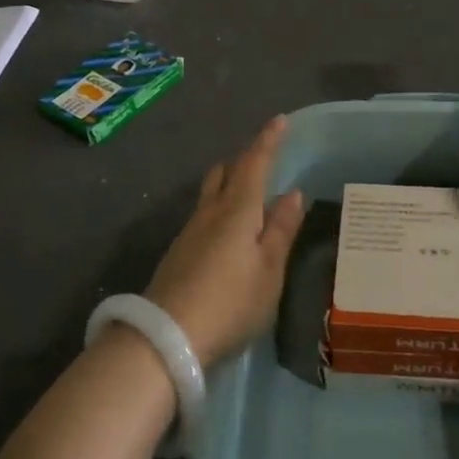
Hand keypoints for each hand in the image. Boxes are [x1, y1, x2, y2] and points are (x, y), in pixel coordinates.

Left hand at [145, 118, 305, 367]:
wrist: (165, 338)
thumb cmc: (230, 301)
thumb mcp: (269, 269)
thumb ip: (281, 229)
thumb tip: (293, 193)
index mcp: (237, 209)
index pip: (255, 163)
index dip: (268, 140)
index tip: (280, 120)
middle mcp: (210, 212)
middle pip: (225, 172)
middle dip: (245, 158)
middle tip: (265, 157)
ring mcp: (189, 232)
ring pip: (211, 192)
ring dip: (230, 182)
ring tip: (249, 191)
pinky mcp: (179, 253)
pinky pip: (204, 214)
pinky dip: (220, 206)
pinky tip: (229, 229)